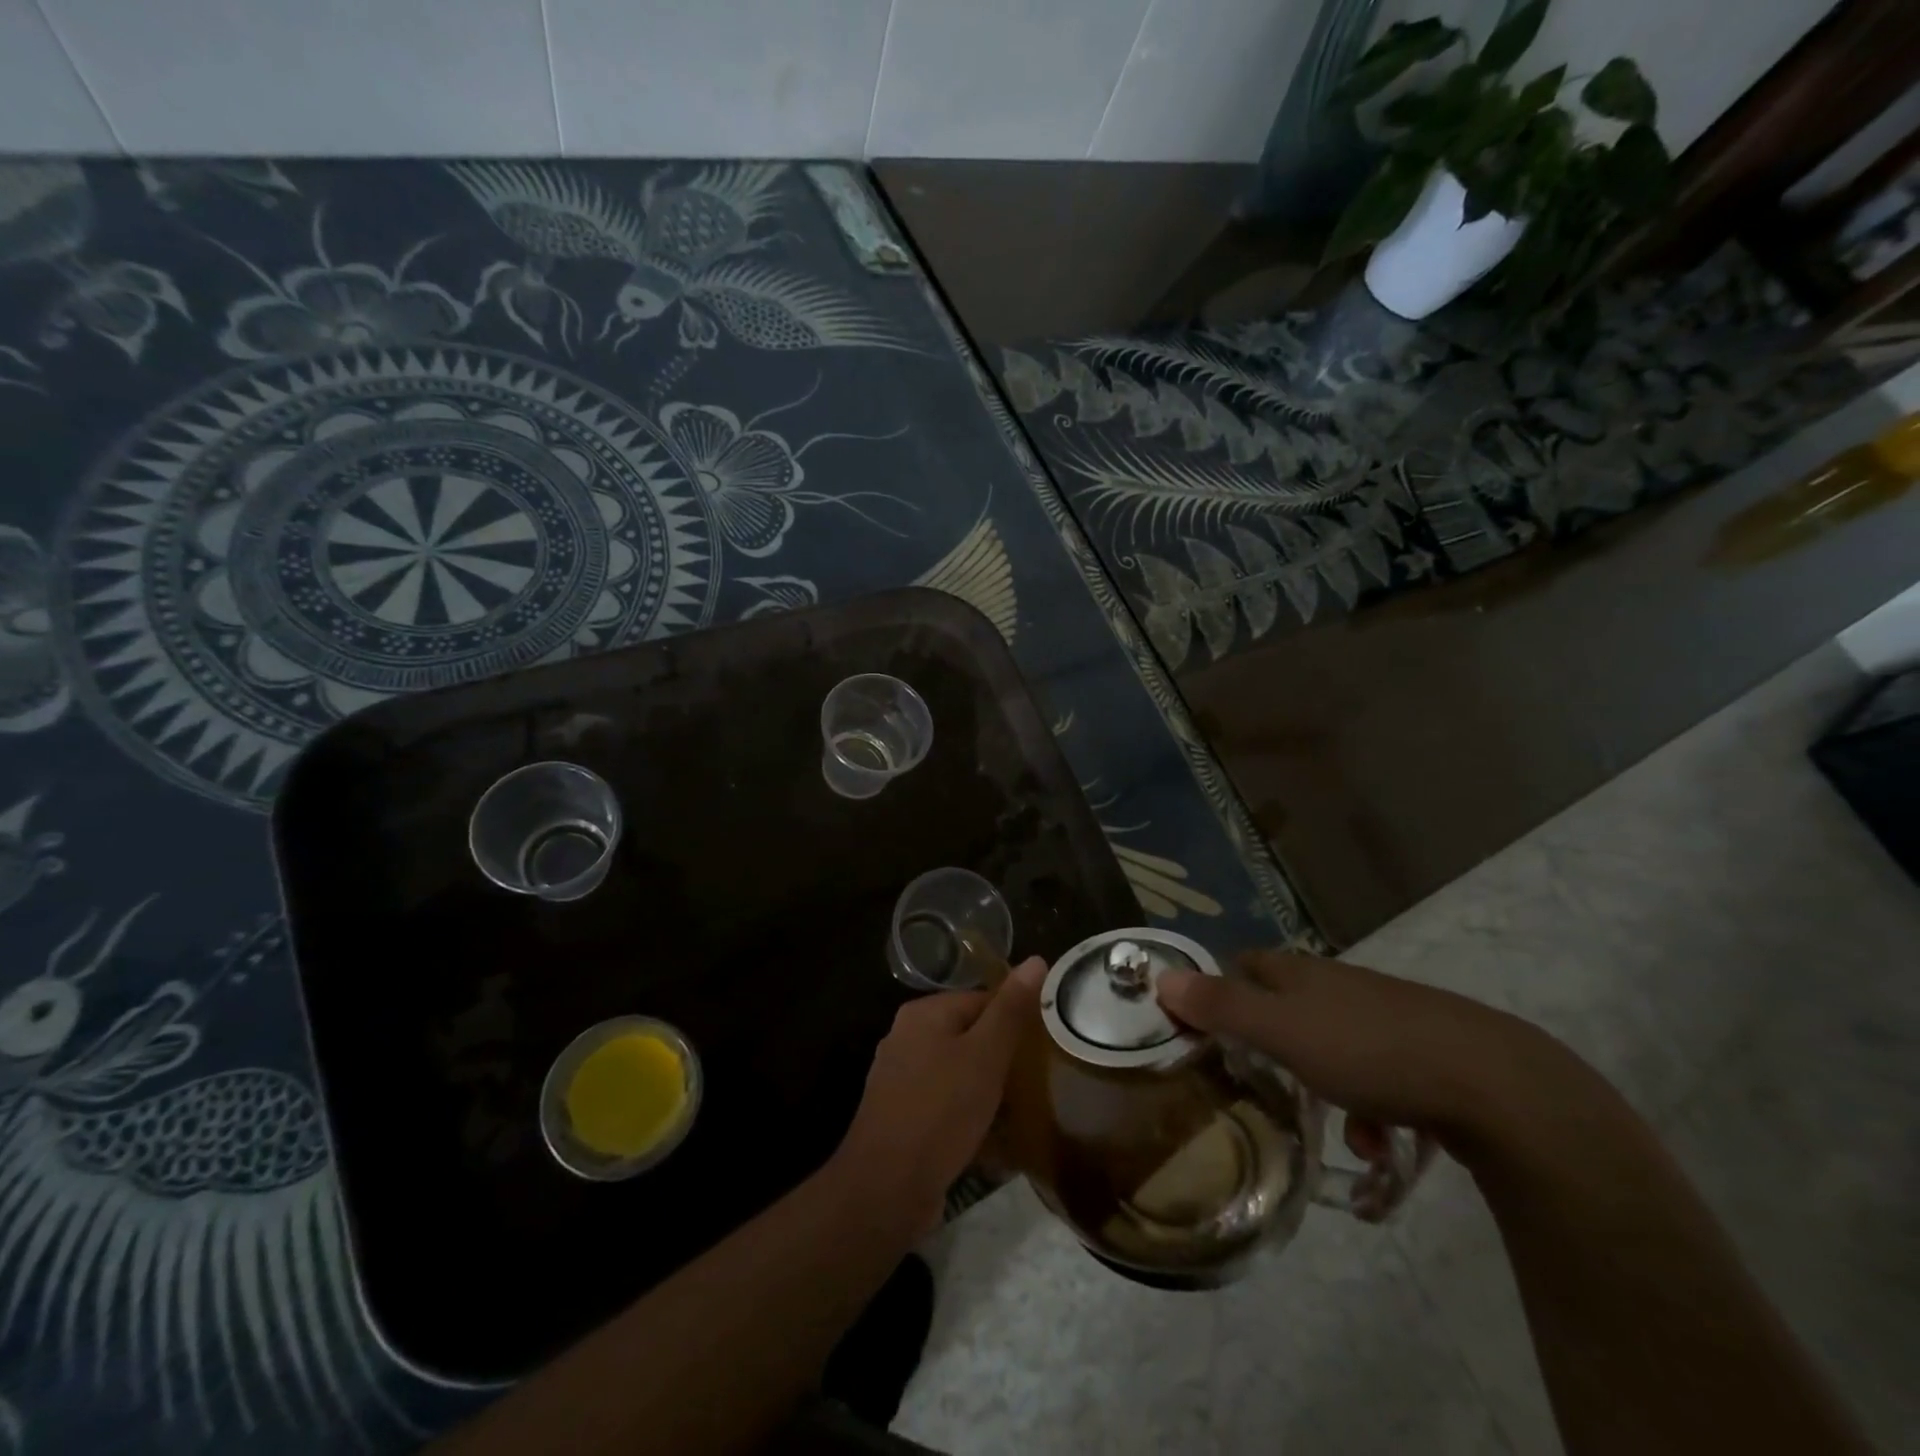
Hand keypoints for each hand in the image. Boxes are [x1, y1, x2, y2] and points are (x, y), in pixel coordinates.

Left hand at [831, 956, 1046, 1236]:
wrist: (885, 1188)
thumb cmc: (940, 1111)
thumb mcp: (985, 1056)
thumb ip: (1010, 1010)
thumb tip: (1036, 959)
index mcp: (923, 1013)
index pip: (980, 1000)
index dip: (1013, 1021)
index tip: (1042, 1048)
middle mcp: (906, 1038)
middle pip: (968, 1036)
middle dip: (1000, 1058)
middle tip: (1035, 1081)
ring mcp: (900, 1079)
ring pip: (957, 1072)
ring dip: (986, 1090)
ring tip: (1020, 1111)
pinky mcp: (902, 1116)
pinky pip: (944, 1104)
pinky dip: (967, 1115)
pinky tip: (992, 1140)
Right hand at [1157, 949, 1555, 1145]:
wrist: (1494, 1083)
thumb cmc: (1370, 1051)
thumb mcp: (1281, 1032)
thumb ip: (1221, 1006)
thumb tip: (1160, 977)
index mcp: (1303, 974)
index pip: (1247, 965)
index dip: (1223, 990)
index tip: (1208, 1030)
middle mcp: (1341, 985)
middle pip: (1290, 1008)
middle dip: (1275, 1050)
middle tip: (1266, 1089)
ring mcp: (1387, 1015)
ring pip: (1336, 1048)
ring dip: (1327, 1089)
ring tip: (1340, 1135)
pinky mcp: (1429, 1049)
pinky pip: (1381, 1075)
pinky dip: (1373, 1107)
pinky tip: (1385, 1142)